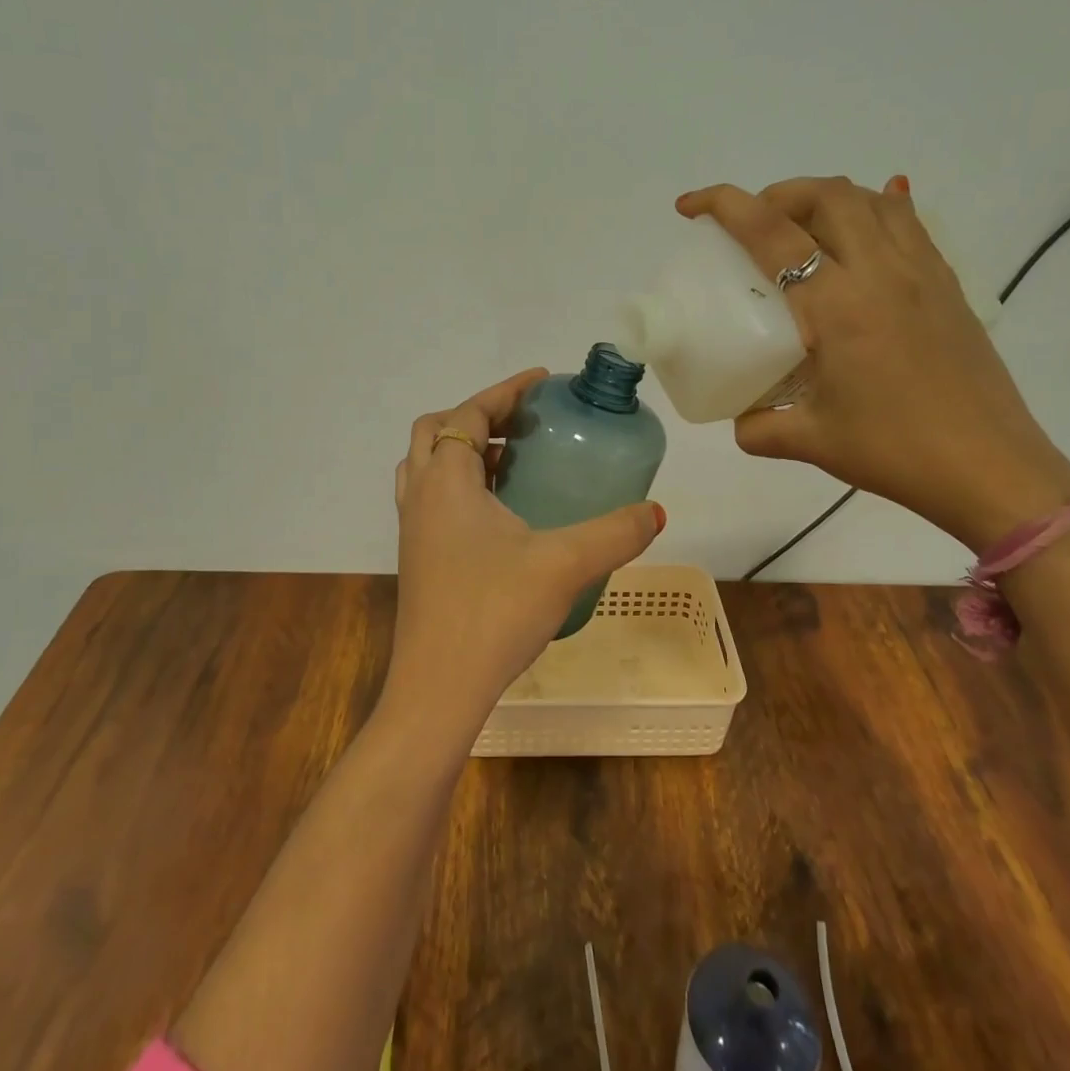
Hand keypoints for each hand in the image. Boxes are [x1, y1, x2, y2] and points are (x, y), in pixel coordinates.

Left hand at [387, 369, 664, 735]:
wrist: (439, 688)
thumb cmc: (493, 613)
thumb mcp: (564, 565)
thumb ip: (615, 533)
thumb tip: (656, 512)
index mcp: (446, 481)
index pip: (468, 414)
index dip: (505, 392)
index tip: (542, 382)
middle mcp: (420, 496)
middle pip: (436, 432)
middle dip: (477, 417)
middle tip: (522, 425)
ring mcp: (413, 530)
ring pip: (428, 467)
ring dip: (464, 452)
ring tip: (512, 463)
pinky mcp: (417, 559)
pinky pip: (432, 500)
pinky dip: (460, 487)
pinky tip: (502, 517)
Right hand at [677, 177, 1069, 550]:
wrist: (990, 468)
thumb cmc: (895, 451)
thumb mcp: (812, 442)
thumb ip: (761, 427)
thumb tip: (741, 420)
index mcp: (838, 305)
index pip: (772, 232)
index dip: (724, 205)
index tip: (689, 206)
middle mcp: (881, 272)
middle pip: (826, 195)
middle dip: (778, 194)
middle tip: (752, 223)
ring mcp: (922, 273)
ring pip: (872, 200)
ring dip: (826, 198)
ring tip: (801, 227)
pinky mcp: (948, 285)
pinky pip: (910, 223)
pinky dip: (876, 210)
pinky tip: (861, 234)